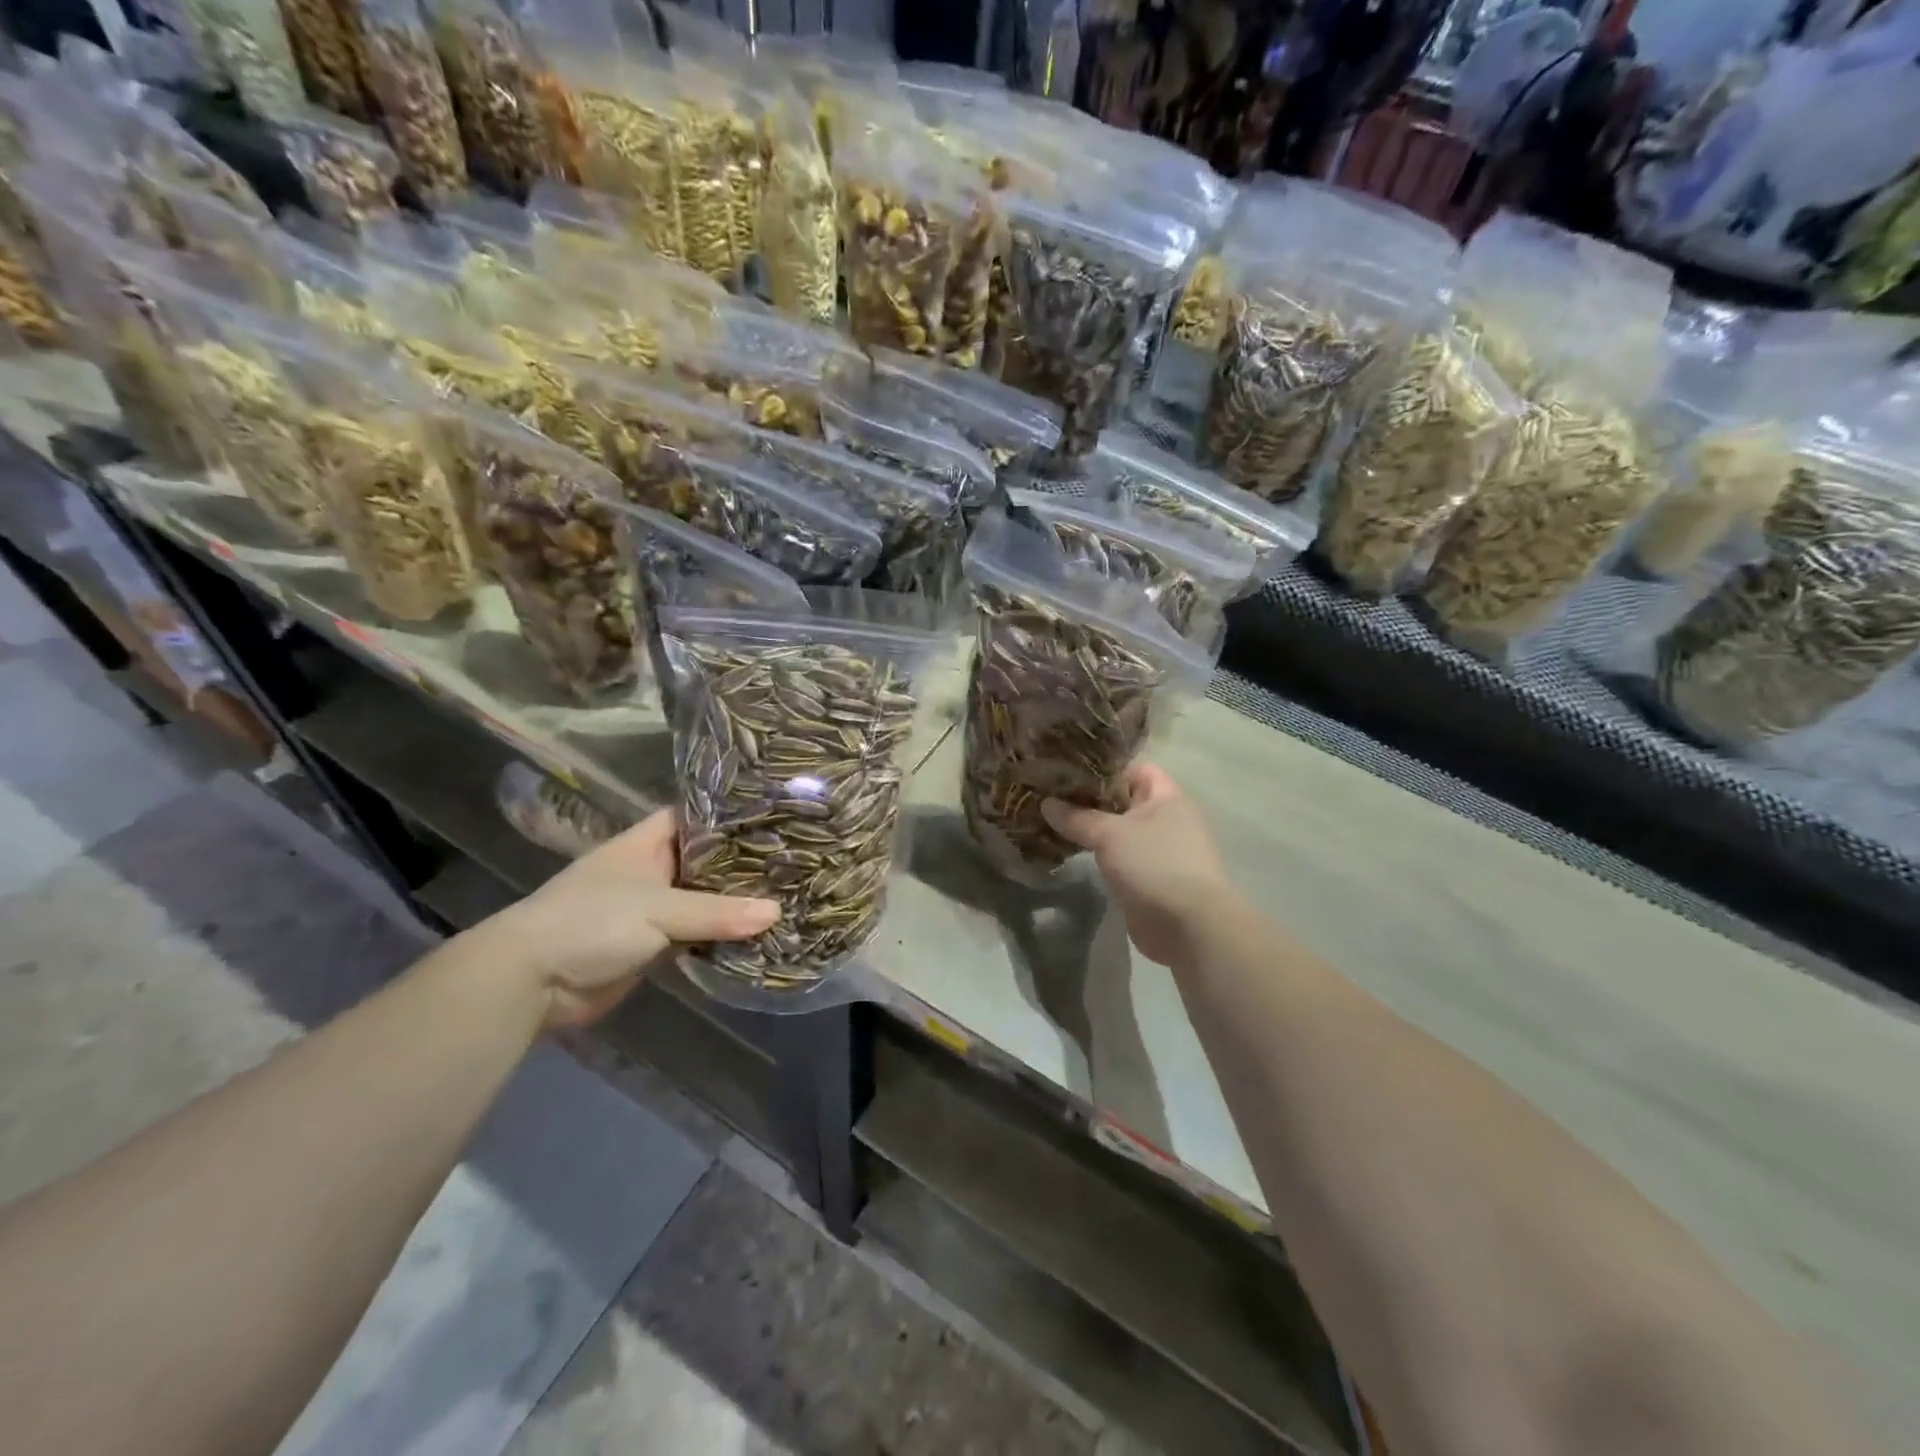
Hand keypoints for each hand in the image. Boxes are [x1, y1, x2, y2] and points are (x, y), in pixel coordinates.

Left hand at [484, 809, 778, 1029]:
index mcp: (646, 844)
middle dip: (744, 862)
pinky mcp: (654, 946)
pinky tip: (760, 934)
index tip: (777, 814)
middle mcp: (653, 870)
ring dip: (736, 903)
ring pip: (705, 899)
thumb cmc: (590, 923)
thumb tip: (777, 912)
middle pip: (707, 860)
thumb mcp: (657, 910)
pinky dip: (722, 936)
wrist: (531, 983)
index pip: (696, 815)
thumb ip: (717, 912)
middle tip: (796, 859)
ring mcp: (653, 909)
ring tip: (791, 893)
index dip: (732, 813)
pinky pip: (697, 935)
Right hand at [1042, 764, 1232, 966]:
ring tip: (1051, 820)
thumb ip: (1077, 817)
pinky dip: (1097, 853)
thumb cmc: (1153, 865)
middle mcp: (1166, 819)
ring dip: (1091, 828)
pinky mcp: (1149, 877)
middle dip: (1089, 799)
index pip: (1133, 769)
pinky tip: (1068, 850)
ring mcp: (1159, 850)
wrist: (1187, 927)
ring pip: (1118, 830)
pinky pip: (1118, 856)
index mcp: (1166, 797)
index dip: (1102, 767)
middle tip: (1050, 794)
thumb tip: (1045, 803)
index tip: (1067, 770)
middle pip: (1123, 799)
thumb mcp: (1110, 834)